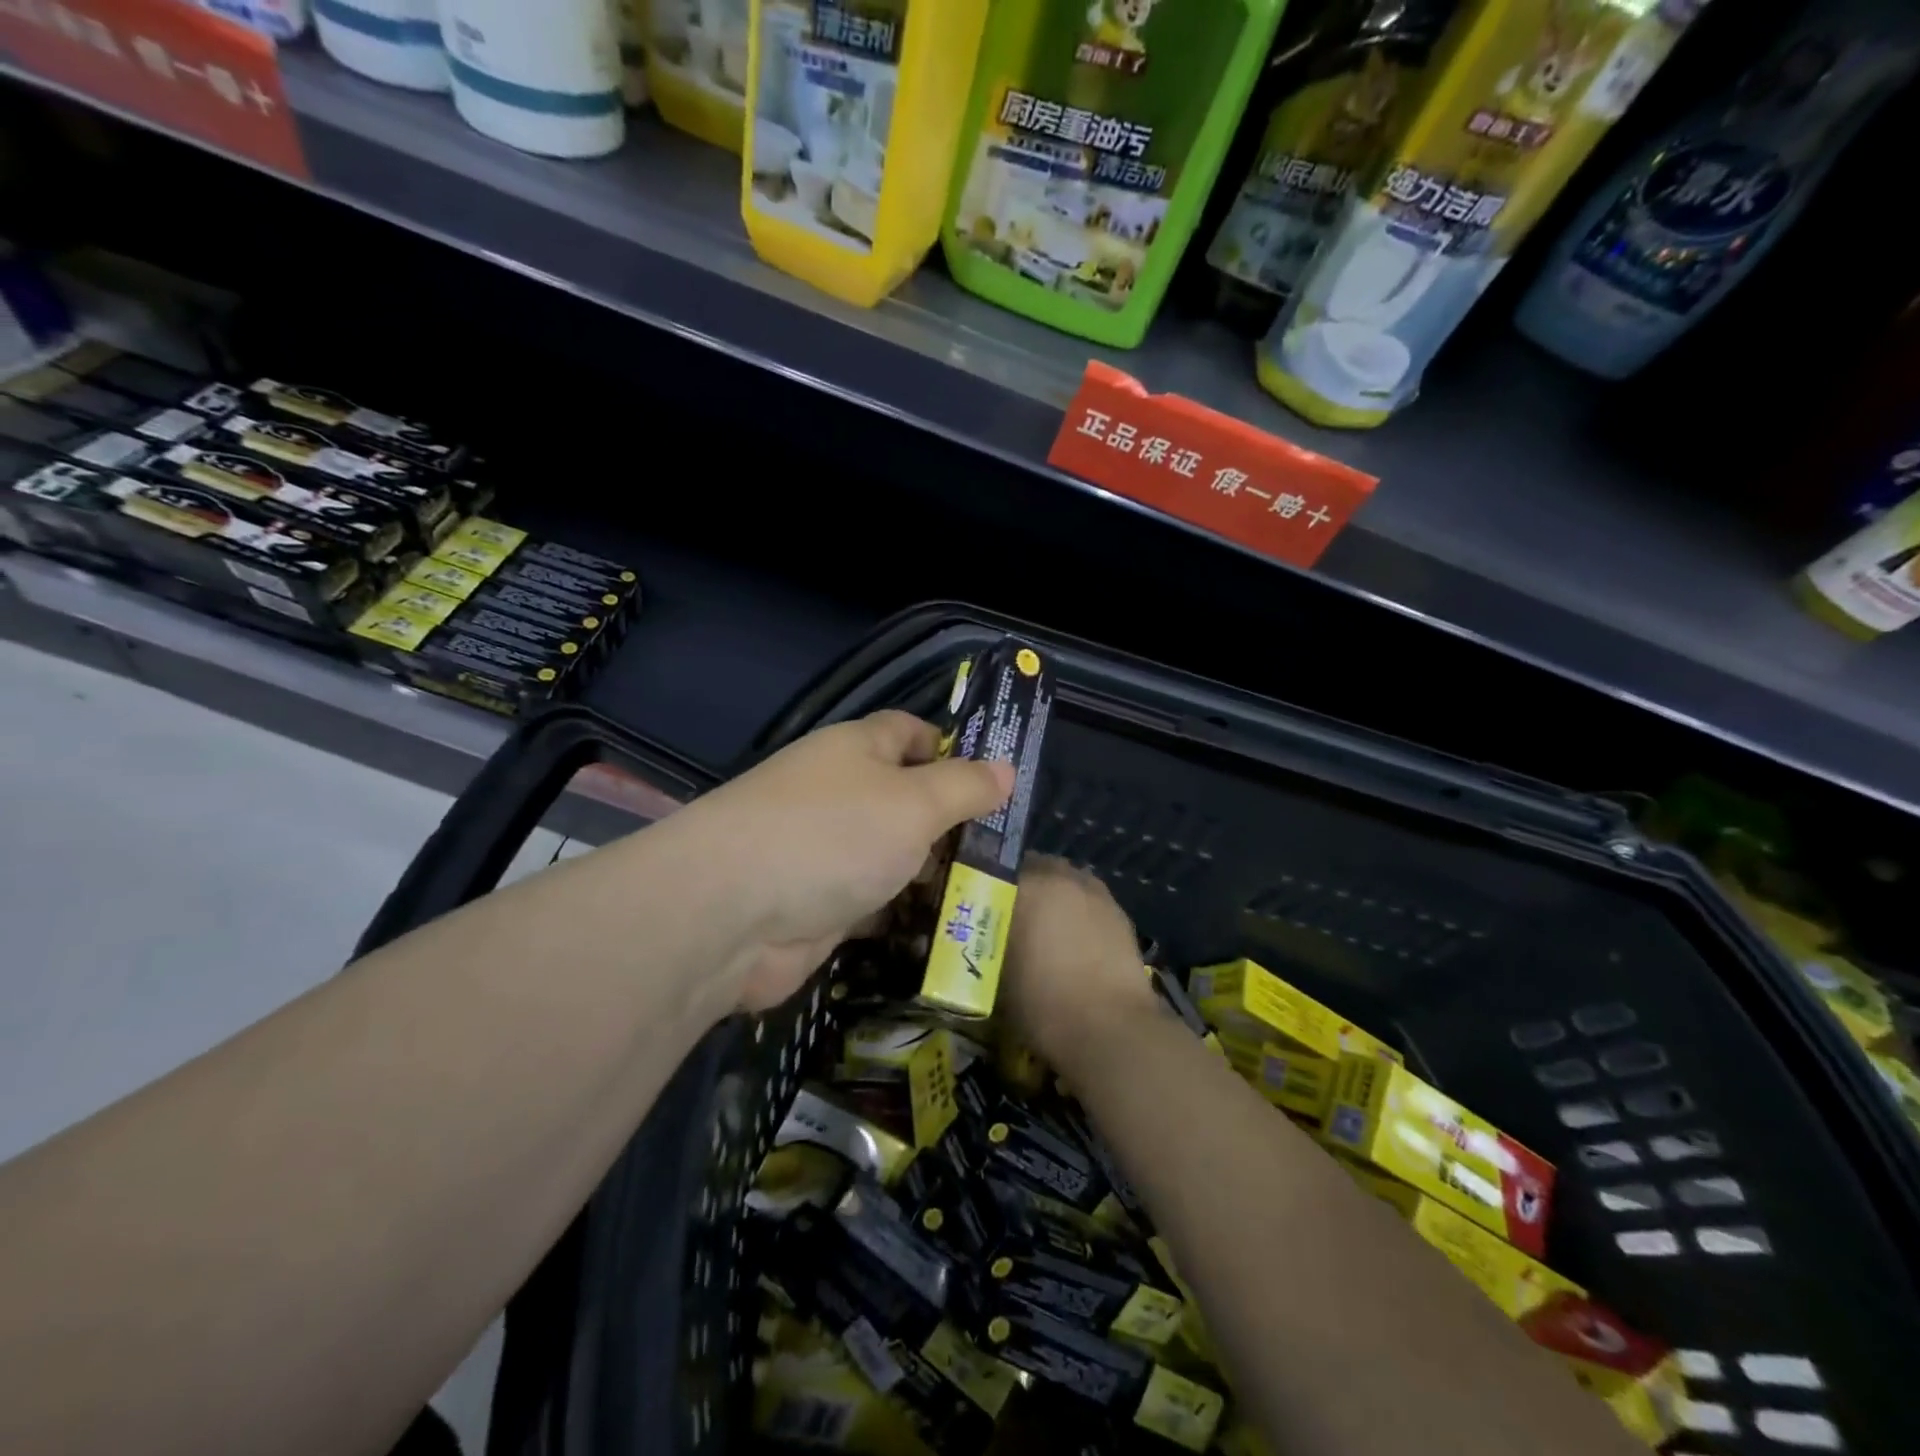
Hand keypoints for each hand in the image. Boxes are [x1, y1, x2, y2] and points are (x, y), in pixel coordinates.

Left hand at [678, 711, 1011, 1011]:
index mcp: (856, 750)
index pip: (909, 732)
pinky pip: (871, 901)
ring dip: (928, 874)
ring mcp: (824, 851)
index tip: (993, 782)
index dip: (950, 748)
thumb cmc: (832, 836)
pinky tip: (941, 932)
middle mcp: (838, 793)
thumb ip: (964, 786)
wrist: (728, 915)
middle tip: (1003, 851)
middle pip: (905, 798)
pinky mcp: (817, 904)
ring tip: (986, 895)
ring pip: (890, 854)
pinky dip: (900, 913)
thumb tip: (1005, 769)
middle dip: (950, 822)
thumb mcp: (914, 802)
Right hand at [1000, 855, 1156, 1065]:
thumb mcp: (996, 976)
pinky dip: (1077, 911)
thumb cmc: (1042, 1003)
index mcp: (1027, 885)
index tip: (977, 904)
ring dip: (1052, 894)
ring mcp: (1095, 892)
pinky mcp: (1119, 912)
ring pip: (1065, 880)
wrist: (1111, 1030)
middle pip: (1033, 867)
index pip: (995, 869)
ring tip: (1043, 926)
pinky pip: (1088, 900)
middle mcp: (1061, 877)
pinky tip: (1073, 940)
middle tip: (1008, 914)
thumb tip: (980, 933)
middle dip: (1021, 885)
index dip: (985, 885)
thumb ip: (985, 943)